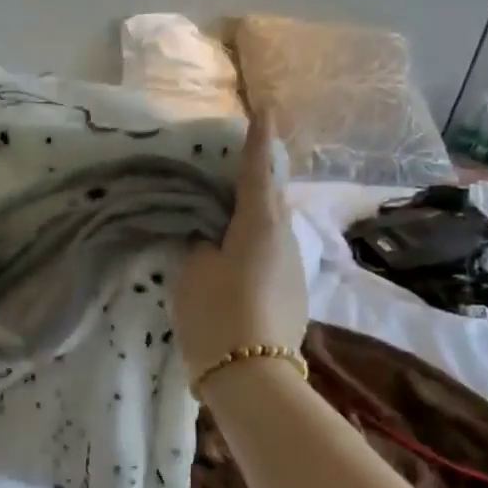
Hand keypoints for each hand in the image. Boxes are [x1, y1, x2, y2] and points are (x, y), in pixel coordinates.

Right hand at [173, 110, 308, 377]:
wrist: (252, 378)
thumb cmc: (217, 314)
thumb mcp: (193, 272)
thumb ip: (200, 244)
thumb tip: (209, 236)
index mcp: (260, 225)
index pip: (258, 172)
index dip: (259, 141)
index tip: (267, 110)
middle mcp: (285, 239)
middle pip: (271, 199)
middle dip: (257, 178)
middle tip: (235, 164)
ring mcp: (293, 269)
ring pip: (272, 229)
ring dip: (253, 215)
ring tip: (226, 212)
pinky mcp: (291, 294)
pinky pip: (270, 255)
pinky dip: (253, 245)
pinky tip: (234, 256)